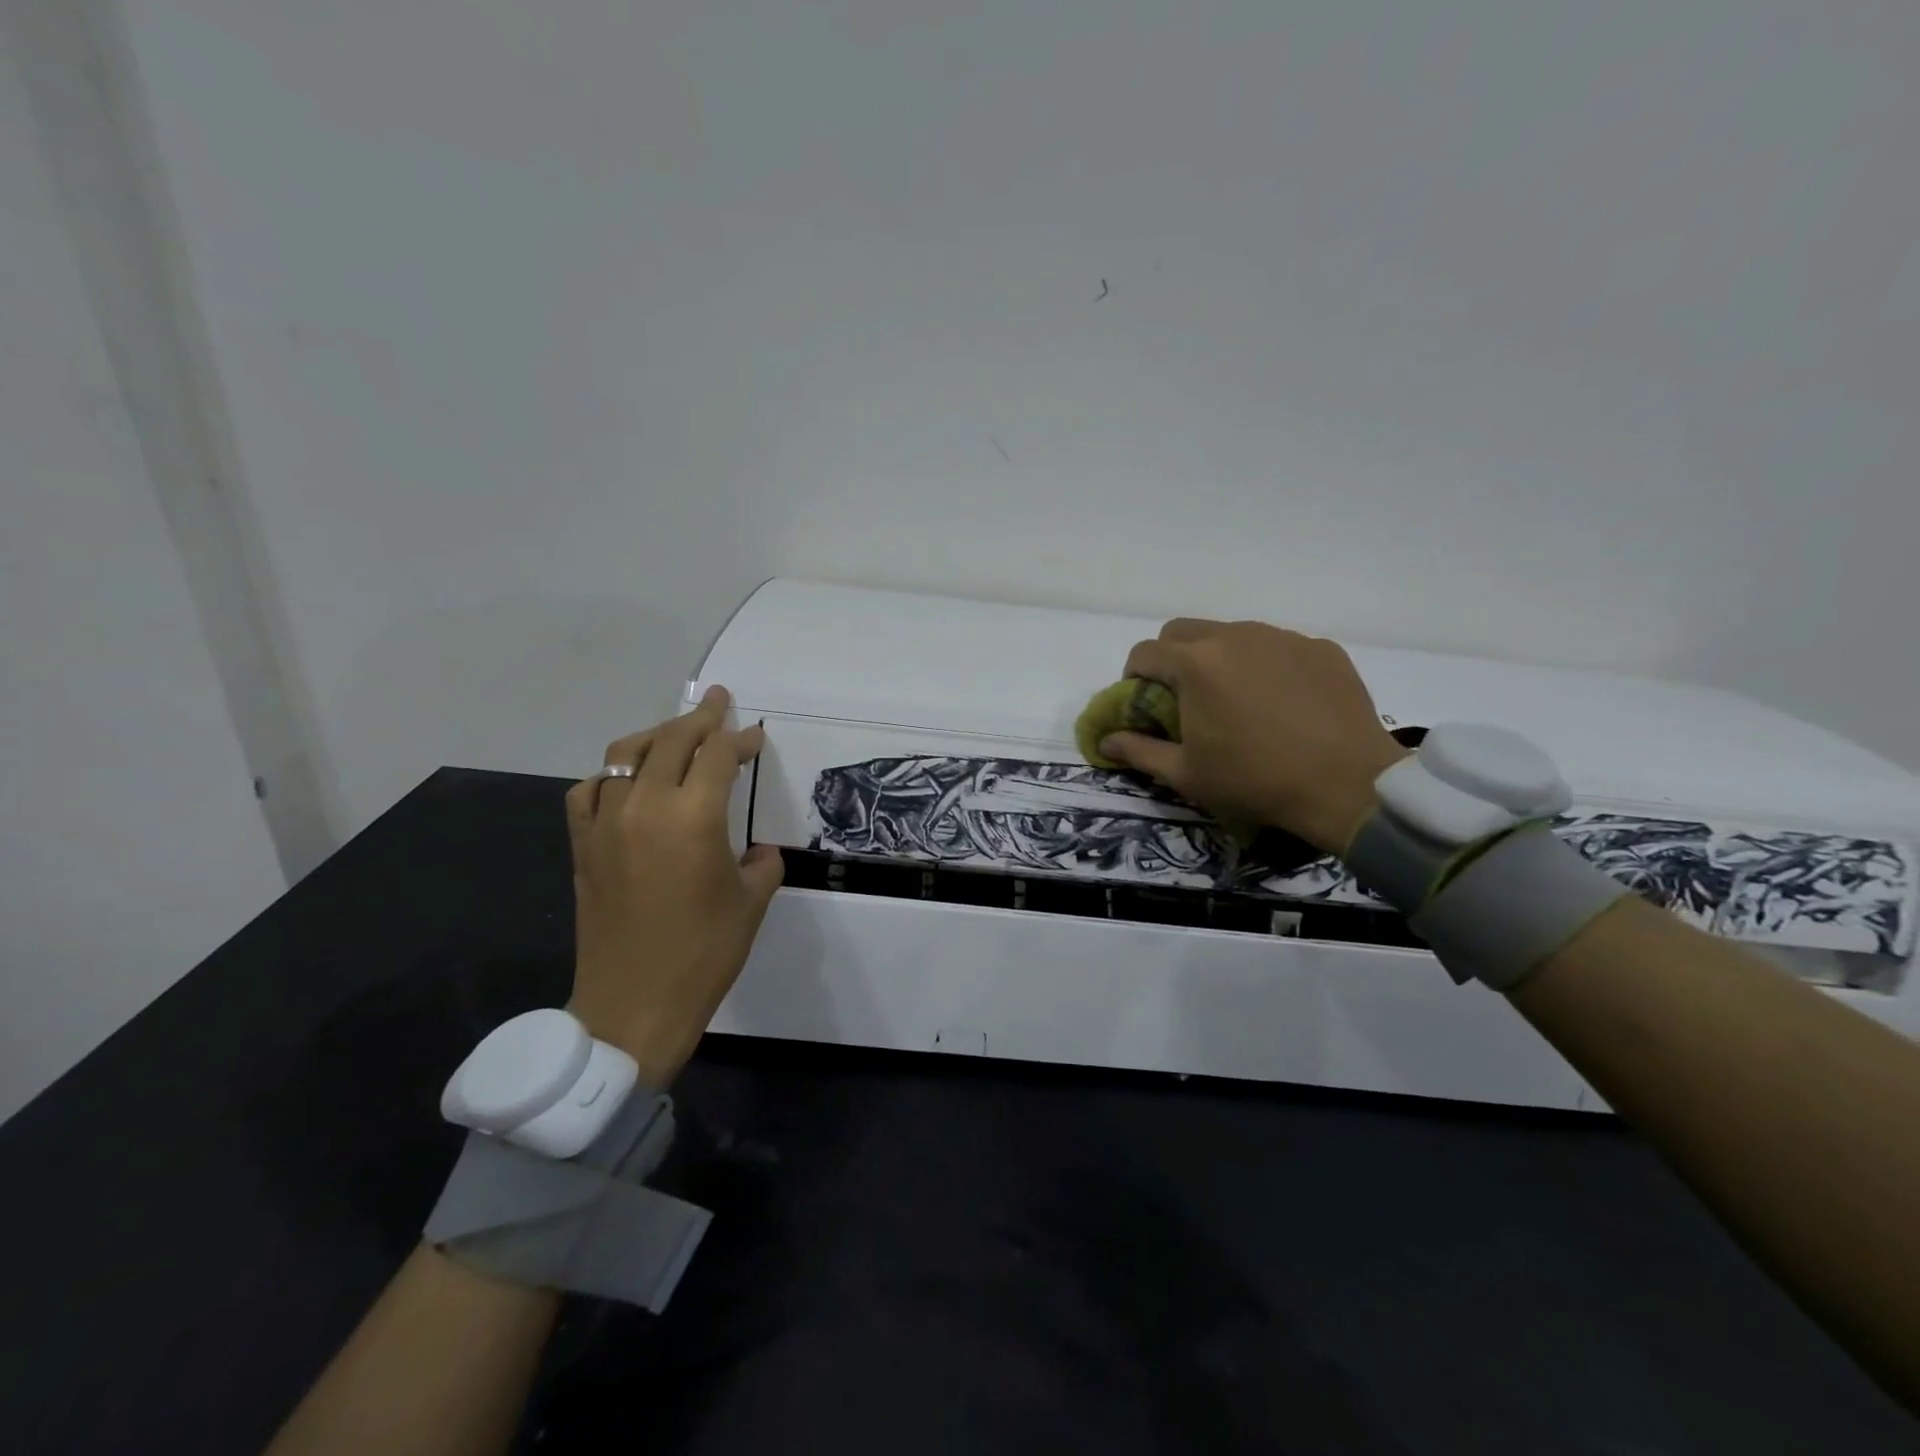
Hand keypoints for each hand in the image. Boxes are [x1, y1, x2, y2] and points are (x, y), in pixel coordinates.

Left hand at [563, 687, 783, 1085]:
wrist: (633, 1004)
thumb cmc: (704, 953)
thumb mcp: (751, 903)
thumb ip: (761, 863)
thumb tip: (758, 851)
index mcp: (694, 817)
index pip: (718, 755)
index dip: (740, 740)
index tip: (755, 737)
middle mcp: (646, 806)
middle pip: (672, 741)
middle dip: (700, 719)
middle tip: (717, 703)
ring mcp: (606, 823)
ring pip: (626, 754)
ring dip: (656, 736)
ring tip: (676, 734)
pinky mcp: (582, 845)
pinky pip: (591, 790)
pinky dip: (612, 775)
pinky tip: (627, 782)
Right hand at [1099, 619, 1408, 854]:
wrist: (1347, 785)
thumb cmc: (1254, 780)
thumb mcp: (1186, 774)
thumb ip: (1138, 751)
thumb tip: (1106, 741)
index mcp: (1195, 664)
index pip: (1144, 652)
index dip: (1134, 676)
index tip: (1143, 702)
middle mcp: (1235, 636)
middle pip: (1183, 631)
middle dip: (1171, 657)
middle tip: (1183, 696)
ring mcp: (1282, 637)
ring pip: (1232, 634)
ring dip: (1218, 658)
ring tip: (1235, 698)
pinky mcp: (1320, 648)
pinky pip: (1277, 646)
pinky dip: (1264, 665)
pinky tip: (1280, 701)